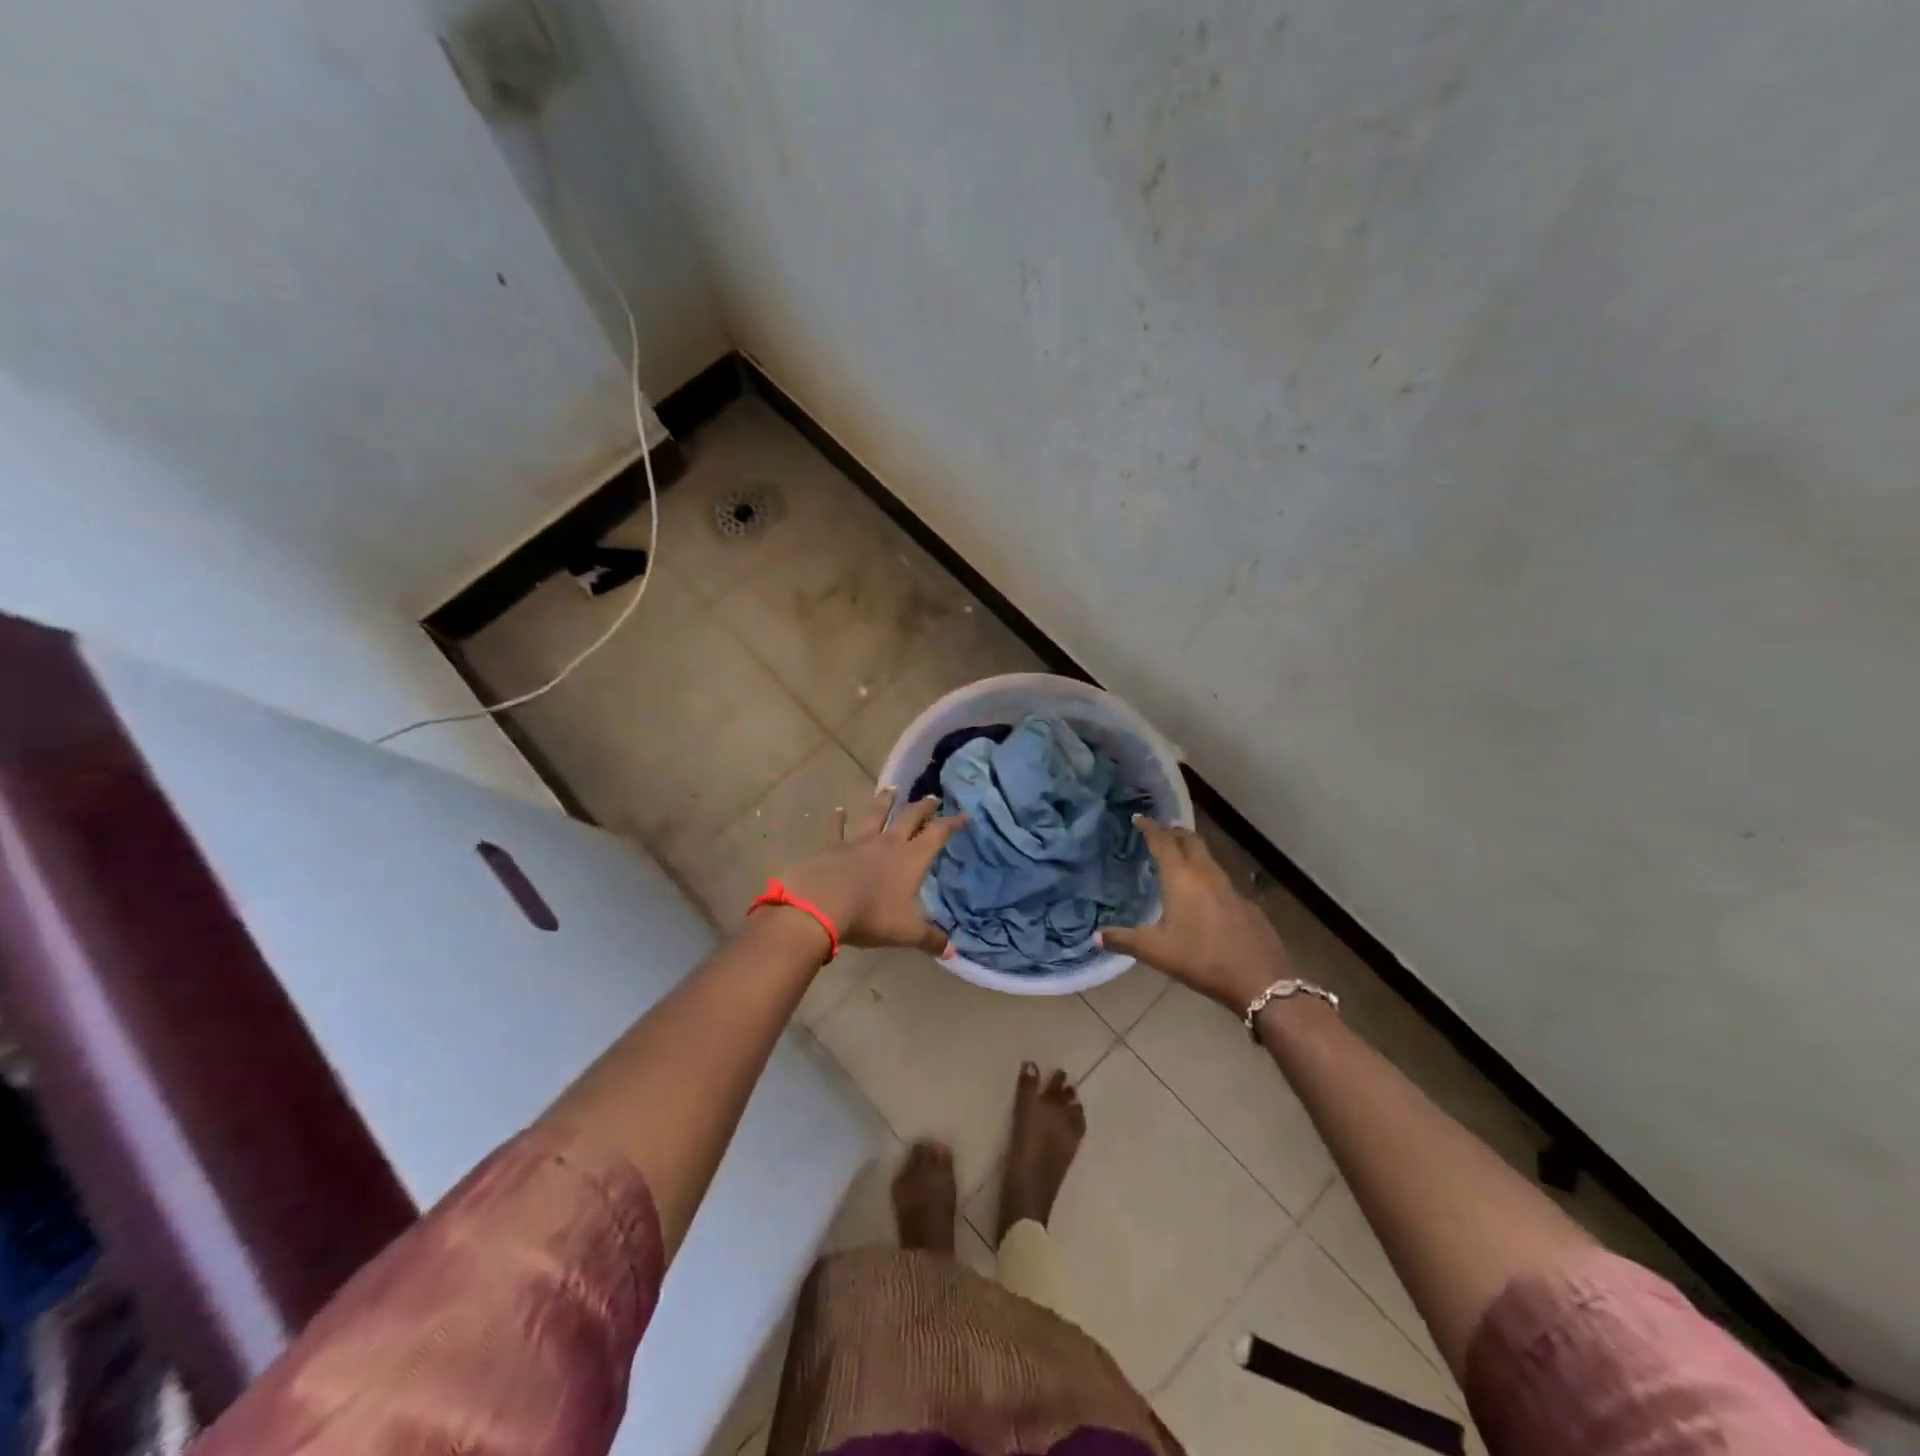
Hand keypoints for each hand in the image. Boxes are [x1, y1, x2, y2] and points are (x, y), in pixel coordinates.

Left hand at [777, 787, 966, 954]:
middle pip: (910, 818)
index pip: (937, 834)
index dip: (952, 824)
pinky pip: (836, 829)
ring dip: (885, 801)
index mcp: (912, 859)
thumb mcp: (907, 932)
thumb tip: (951, 950)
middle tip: (932, 798)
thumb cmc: (872, 915)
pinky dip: (838, 818)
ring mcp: (859, 842)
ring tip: (892, 788)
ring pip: (876, 814)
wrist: (822, 904)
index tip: (964, 815)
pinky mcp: (832, 847)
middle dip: (924, 807)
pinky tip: (838, 809)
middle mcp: (888, 843)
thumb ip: (930, 939)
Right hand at [1099, 817, 1290, 1010]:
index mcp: (1181, 878)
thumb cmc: (1201, 959)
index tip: (1139, 818)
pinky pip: (1222, 881)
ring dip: (1192, 852)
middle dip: (1174, 832)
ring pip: (1208, 859)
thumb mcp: (1156, 952)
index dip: (1150, 828)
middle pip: (1190, 841)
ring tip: (1179, 859)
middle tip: (1161, 832)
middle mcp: (1206, 875)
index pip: (1163, 842)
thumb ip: (1124, 940)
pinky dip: (1207, 877)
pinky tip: (1204, 897)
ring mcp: (1230, 888)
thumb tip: (1097, 937)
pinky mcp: (1246, 904)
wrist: (1260, 979)